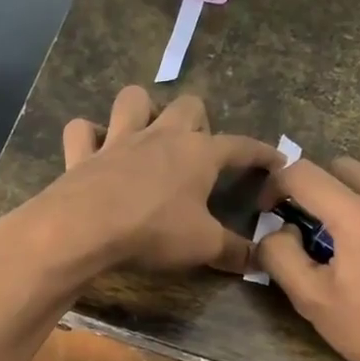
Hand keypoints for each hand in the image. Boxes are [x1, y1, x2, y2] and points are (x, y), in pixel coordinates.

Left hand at [11, 86, 280, 277]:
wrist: (85, 228)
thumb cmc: (153, 232)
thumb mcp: (203, 246)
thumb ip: (234, 252)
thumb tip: (262, 261)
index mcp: (198, 153)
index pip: (240, 146)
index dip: (261, 153)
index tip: (277, 159)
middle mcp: (161, 136)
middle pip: (188, 105)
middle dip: (198, 119)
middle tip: (198, 147)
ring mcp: (118, 140)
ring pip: (133, 99)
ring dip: (142, 108)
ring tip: (146, 130)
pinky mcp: (82, 153)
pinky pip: (82, 131)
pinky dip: (87, 136)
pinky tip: (92, 148)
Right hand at [257, 156, 359, 360]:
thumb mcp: (312, 301)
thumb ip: (281, 255)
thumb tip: (276, 230)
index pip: (304, 172)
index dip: (277, 183)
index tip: (271, 208)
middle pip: (345, 168)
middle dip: (318, 188)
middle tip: (310, 226)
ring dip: (355, 206)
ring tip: (354, 249)